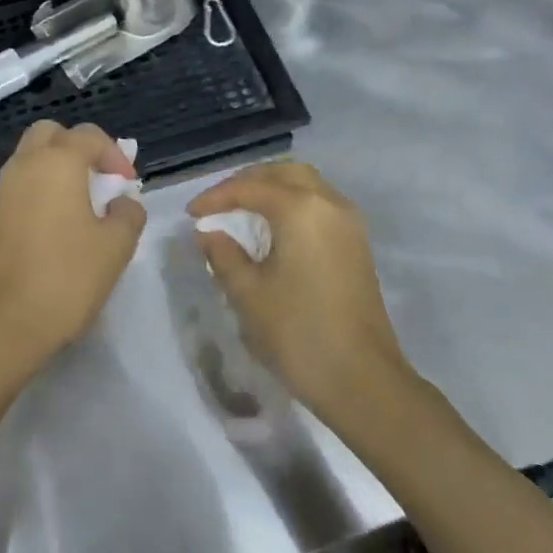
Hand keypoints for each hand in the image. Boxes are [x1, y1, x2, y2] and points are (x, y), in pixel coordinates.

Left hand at [0, 121, 145, 376]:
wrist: (4, 325)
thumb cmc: (67, 278)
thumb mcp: (116, 247)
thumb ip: (128, 213)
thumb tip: (122, 202)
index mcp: (56, 164)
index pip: (88, 135)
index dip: (114, 154)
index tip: (127, 184)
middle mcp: (22, 167)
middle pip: (49, 134)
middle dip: (76, 149)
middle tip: (96, 181)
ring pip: (27, 161)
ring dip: (53, 172)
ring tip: (76, 208)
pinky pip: (14, 190)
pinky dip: (34, 195)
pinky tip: (49, 232)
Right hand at [188, 161, 408, 419]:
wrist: (362, 380)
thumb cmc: (298, 333)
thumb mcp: (248, 294)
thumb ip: (223, 255)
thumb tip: (208, 233)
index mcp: (301, 209)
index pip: (250, 187)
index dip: (216, 197)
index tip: (191, 214)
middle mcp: (329, 204)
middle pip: (284, 173)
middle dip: (248, 182)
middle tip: (218, 203)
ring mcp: (349, 223)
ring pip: (306, 185)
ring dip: (272, 190)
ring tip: (241, 212)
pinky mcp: (357, 244)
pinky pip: (320, 205)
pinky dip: (293, 205)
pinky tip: (273, 230)